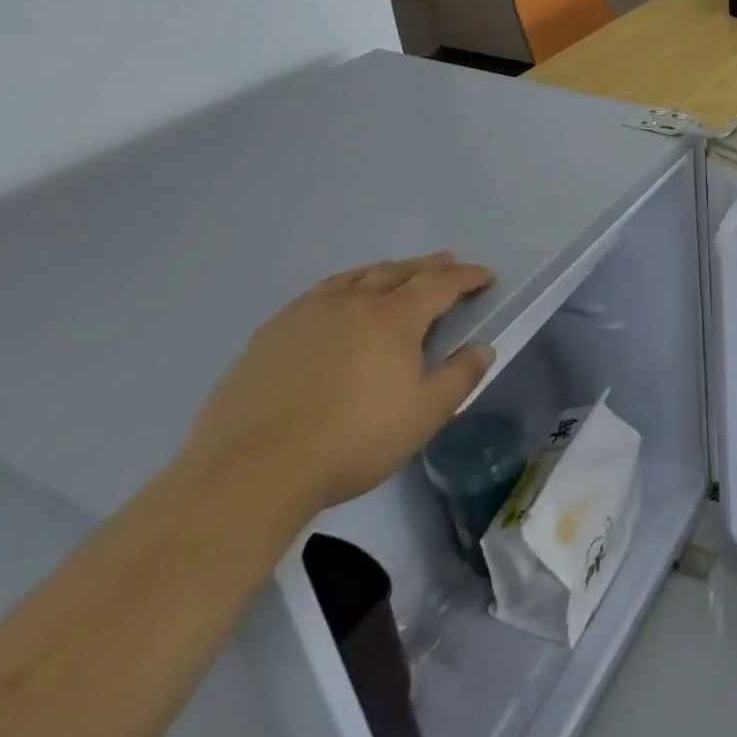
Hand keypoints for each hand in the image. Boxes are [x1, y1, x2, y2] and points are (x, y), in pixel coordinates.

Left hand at [178, 253, 495, 521]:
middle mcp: (352, 302)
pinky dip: (343, 286)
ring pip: (355, 277)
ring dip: (385, 271)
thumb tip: (483, 349)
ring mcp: (306, 314)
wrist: (250, 473)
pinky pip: (318, 294)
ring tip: (396, 273)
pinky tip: (337, 301)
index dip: (466, 276)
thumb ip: (460, 378)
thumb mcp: (424, 416)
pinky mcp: (270, 334)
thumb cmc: (352, 441)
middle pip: (398, 271)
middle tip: (447, 263)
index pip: (440, 283)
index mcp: (394, 317)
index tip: (485, 276)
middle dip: (429, 265)